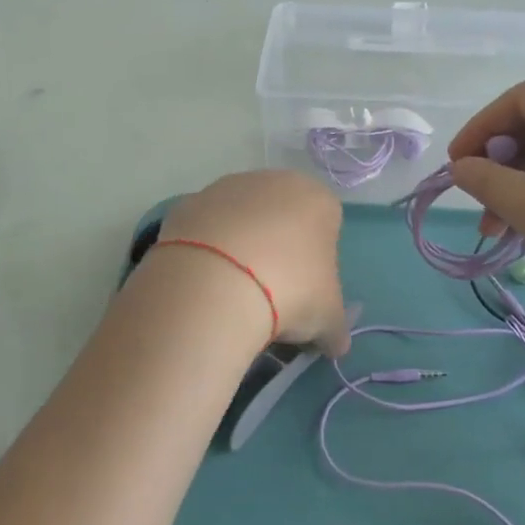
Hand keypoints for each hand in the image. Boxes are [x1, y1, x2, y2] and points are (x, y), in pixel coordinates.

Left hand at [151, 170, 350, 355]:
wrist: (215, 284)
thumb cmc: (290, 292)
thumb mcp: (327, 320)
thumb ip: (335, 328)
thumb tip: (335, 343)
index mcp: (317, 199)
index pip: (326, 226)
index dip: (318, 263)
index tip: (305, 293)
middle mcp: (274, 181)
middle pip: (282, 218)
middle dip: (277, 251)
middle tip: (269, 294)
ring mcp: (227, 187)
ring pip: (241, 220)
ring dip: (240, 248)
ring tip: (232, 293)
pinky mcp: (189, 203)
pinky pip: (206, 229)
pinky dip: (207, 251)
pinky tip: (204, 282)